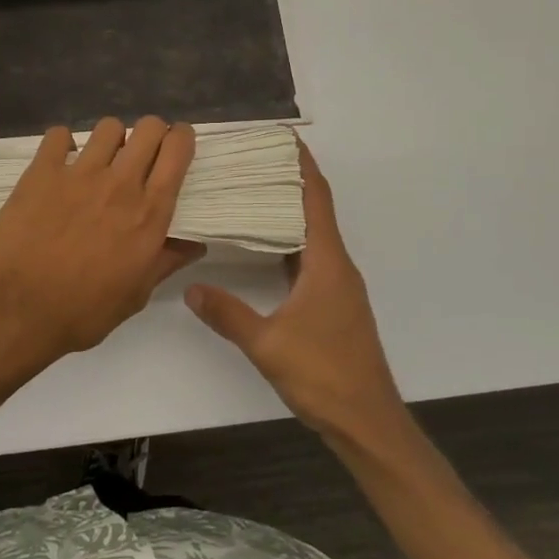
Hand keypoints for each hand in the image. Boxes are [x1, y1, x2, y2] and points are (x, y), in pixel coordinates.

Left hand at [0, 117, 203, 372]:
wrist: (18, 308)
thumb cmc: (83, 311)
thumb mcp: (136, 295)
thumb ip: (166, 261)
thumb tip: (195, 244)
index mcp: (149, 213)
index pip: (177, 151)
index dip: (182, 139)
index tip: (177, 145)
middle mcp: (120, 183)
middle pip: (148, 128)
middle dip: (151, 133)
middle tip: (142, 153)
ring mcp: (79, 173)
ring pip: (108, 127)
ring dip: (111, 139)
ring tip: (101, 159)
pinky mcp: (42, 172)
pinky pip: (59, 135)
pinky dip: (63, 144)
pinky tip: (60, 163)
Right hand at [185, 141, 404, 439]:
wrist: (367, 421)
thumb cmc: (324, 376)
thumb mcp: (268, 344)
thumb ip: (228, 314)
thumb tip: (192, 288)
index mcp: (327, 263)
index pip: (316, 199)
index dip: (301, 165)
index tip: (282, 137)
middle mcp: (336, 265)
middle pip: (313, 209)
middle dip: (287, 180)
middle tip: (249, 161)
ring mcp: (337, 285)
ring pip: (310, 234)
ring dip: (286, 210)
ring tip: (249, 192)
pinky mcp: (332, 303)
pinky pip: (308, 257)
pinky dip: (286, 240)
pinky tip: (260, 244)